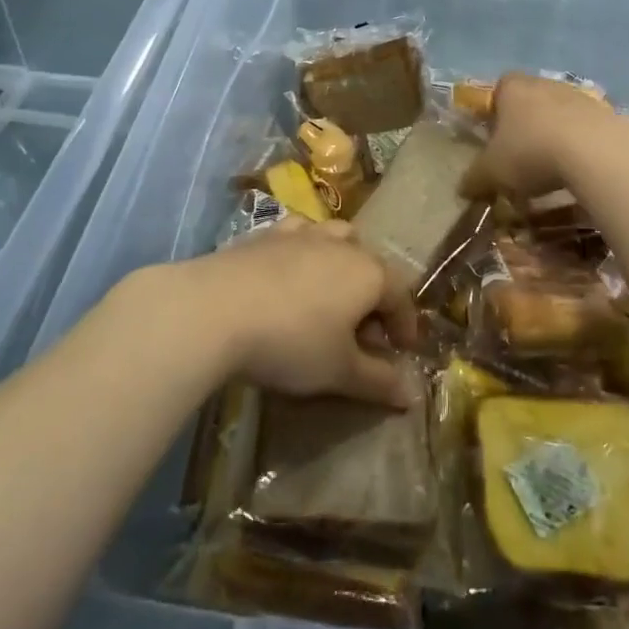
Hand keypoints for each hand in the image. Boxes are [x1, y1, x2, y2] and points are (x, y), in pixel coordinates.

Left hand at [178, 220, 418, 408]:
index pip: (401, 297)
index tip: (402, 350)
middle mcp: (342, 245)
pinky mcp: (267, 234)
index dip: (406, 326)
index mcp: (369, 274)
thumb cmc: (291, 342)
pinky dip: (305, 249)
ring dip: (344, 263)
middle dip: (374, 296)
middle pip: (371, 266)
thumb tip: (412, 395)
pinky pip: (299, 233)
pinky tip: (292, 268)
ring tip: (330, 293)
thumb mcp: (339, 372)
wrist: (216, 309)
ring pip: (338, 238)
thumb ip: (378, 381)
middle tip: (362, 332)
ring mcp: (304, 234)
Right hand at [461, 72, 626, 199]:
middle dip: (525, 126)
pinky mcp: (607, 113)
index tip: (494, 138)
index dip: (494, 112)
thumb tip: (463, 189)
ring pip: (559, 114)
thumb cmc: (531, 152)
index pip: (498, 90)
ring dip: (554, 137)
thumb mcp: (493, 172)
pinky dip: (580, 146)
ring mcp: (578, 96)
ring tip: (551, 170)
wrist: (595, 152)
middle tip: (520, 158)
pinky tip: (578, 171)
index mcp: (512, 88)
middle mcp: (545, 83)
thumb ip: (475, 178)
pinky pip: (585, 129)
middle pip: (530, 101)